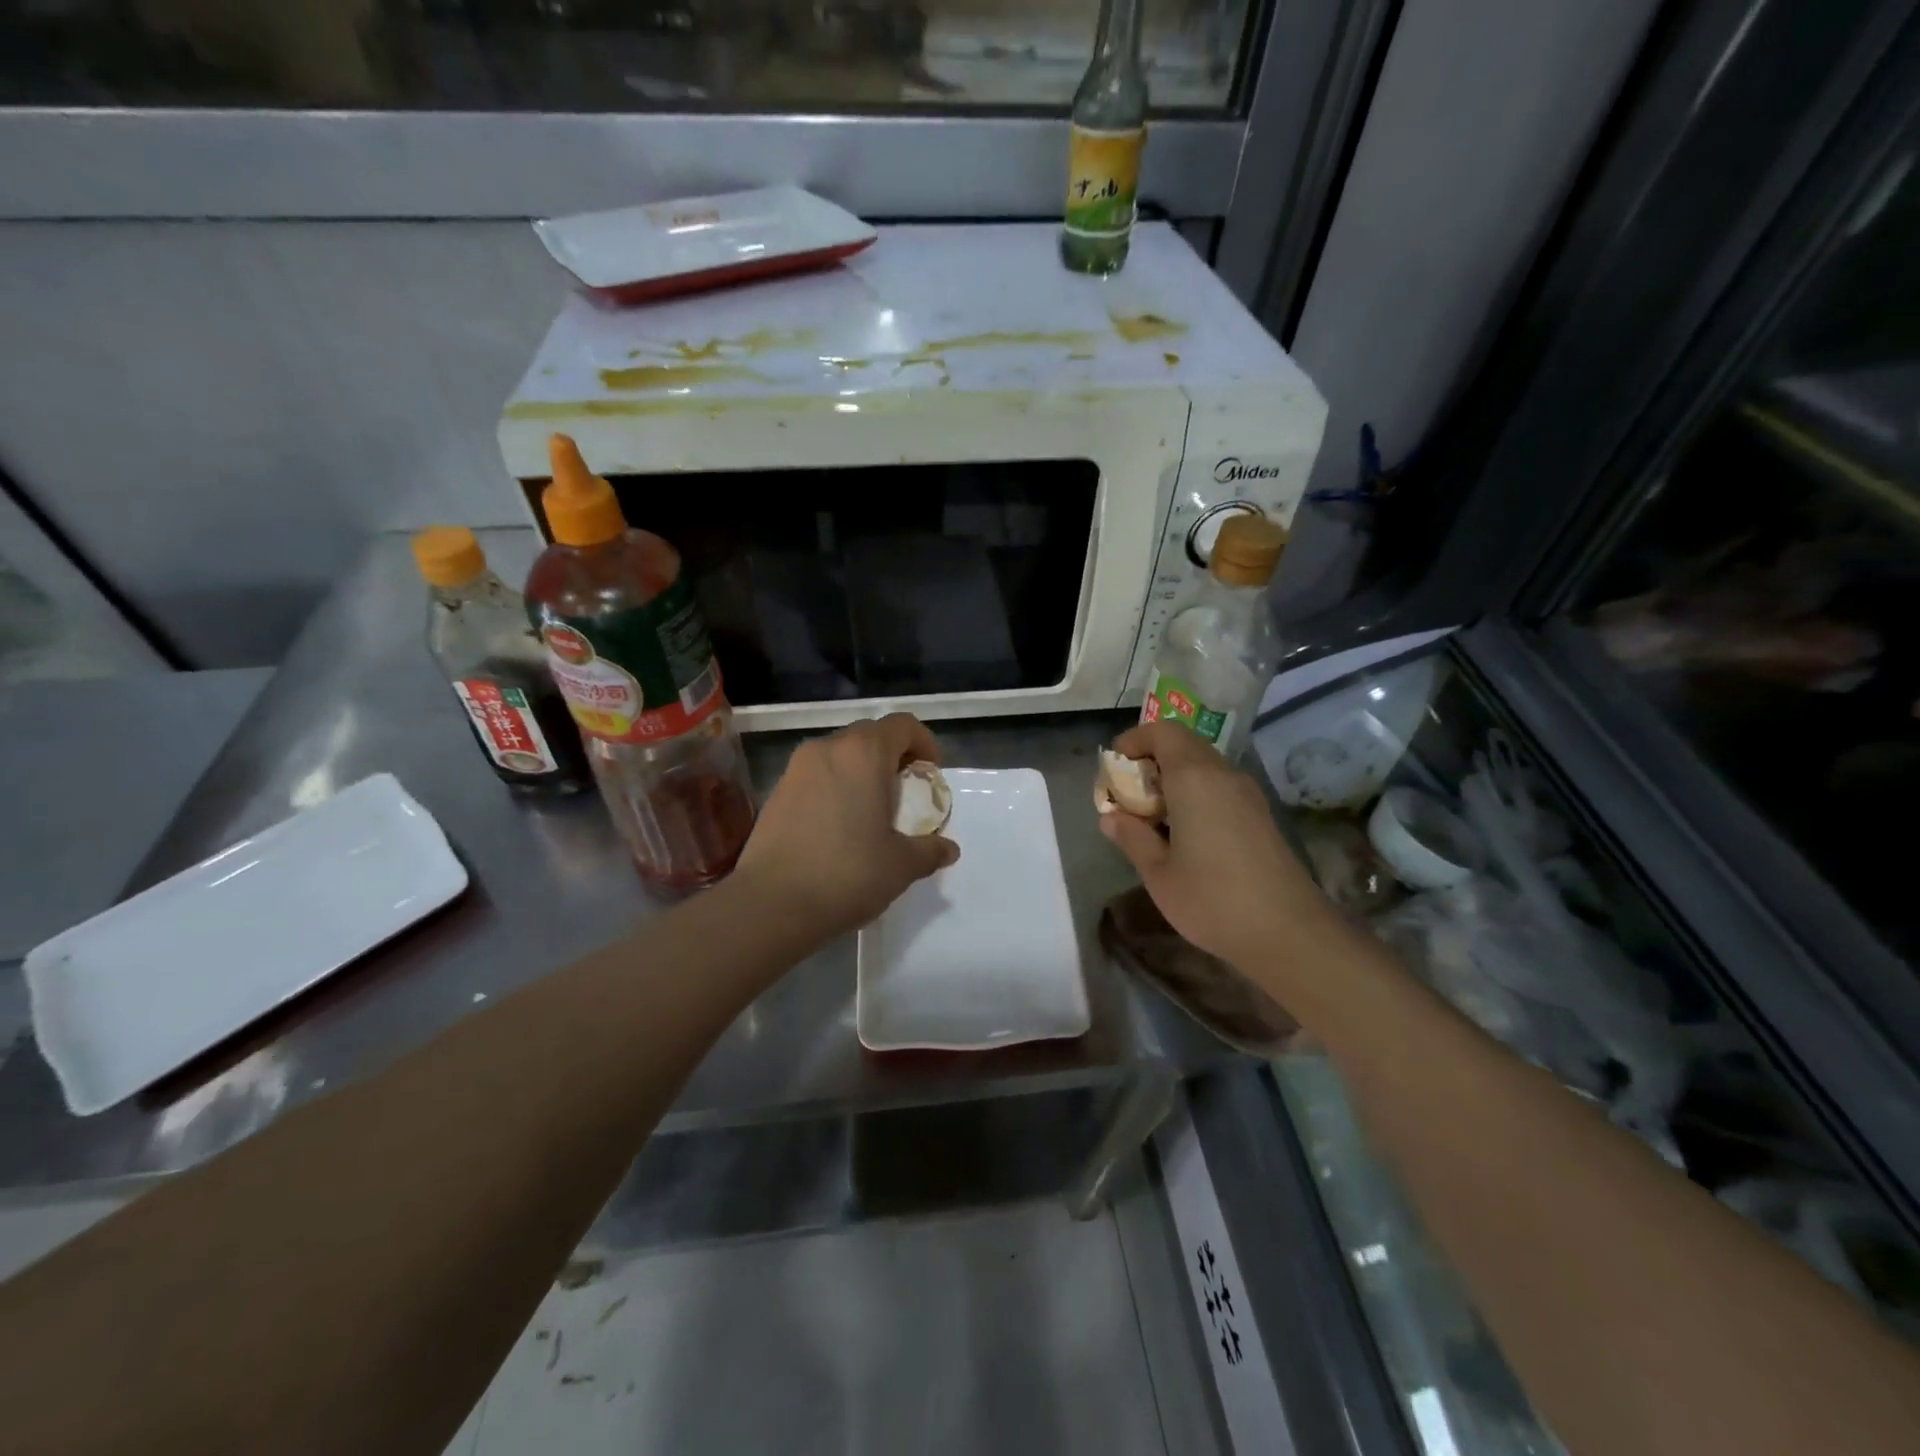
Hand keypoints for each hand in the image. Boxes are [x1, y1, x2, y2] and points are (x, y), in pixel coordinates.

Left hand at [734, 713, 959, 942]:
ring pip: (839, 754)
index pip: (903, 725)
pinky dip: (834, 787)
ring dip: (861, 772)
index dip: (924, 743)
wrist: (771, 904)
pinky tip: (839, 827)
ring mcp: (796, 769)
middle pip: (870, 734)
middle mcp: (827, 748)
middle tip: (905, 792)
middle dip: (893, 756)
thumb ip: (930, 850)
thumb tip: (948, 849)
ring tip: (872, 811)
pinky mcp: (776, 792)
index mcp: (863, 753)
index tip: (930, 775)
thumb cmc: (847, 874)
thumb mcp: (901, 865)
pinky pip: (816, 776)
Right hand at [1099, 721, 1322, 968]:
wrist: (1289, 932)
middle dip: (1149, 761)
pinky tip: (1183, 835)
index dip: (1133, 741)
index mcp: (1194, 778)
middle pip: (1182, 745)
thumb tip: (1111, 817)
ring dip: (1172, 780)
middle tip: (1127, 797)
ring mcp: (1247, 794)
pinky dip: (1194, 795)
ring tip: (1151, 818)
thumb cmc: (1213, 899)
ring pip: (1202, 766)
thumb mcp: (1157, 873)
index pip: (1162, 731)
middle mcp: (1223, 775)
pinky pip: (1218, 786)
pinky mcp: (1259, 815)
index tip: (1113, 771)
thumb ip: (1131, 836)